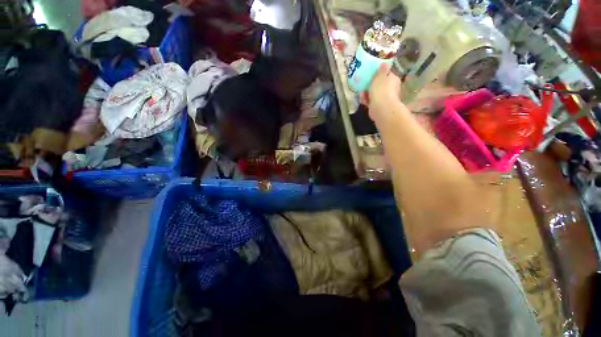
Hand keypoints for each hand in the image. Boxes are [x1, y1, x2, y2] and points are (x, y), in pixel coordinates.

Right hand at [360, 64, 403, 122]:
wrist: (381, 108)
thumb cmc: (381, 89)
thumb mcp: (379, 76)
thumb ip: (380, 70)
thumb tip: (384, 63)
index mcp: (394, 79)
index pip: (387, 74)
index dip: (379, 73)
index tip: (371, 74)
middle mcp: (391, 88)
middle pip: (380, 84)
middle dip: (371, 85)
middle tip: (363, 84)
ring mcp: (385, 98)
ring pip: (375, 94)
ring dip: (367, 93)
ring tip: (361, 93)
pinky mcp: (379, 106)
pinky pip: (372, 101)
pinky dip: (367, 100)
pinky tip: (362, 100)